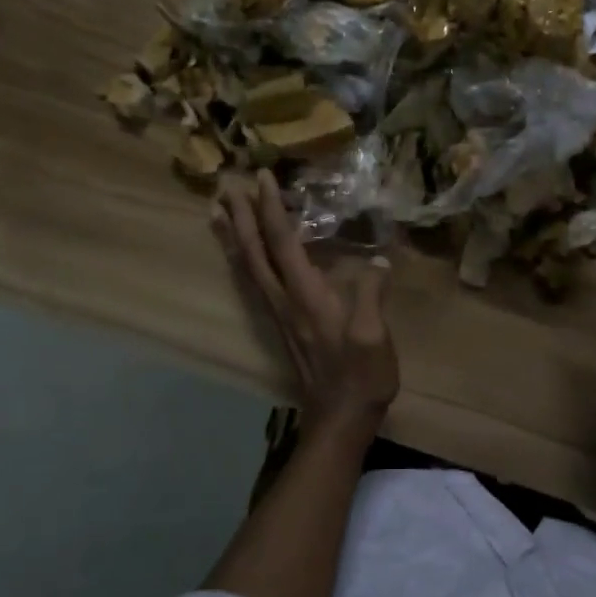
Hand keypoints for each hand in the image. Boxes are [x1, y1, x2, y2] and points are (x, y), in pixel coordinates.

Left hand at [212, 170, 398, 439]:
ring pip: (247, 268)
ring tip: (218, 212)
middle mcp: (283, 301)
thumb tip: (378, 260)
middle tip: (226, 185)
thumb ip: (372, 295)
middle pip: (253, 252)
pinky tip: (242, 255)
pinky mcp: (281, 325)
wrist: (339, 418)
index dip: (271, 210)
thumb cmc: (361, 376)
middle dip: (240, 217)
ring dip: (232, 237)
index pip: (283, 243)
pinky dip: (242, 261)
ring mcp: (279, 314)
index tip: (263, 178)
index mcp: (306, 296)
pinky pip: (254, 283)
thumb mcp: (375, 336)